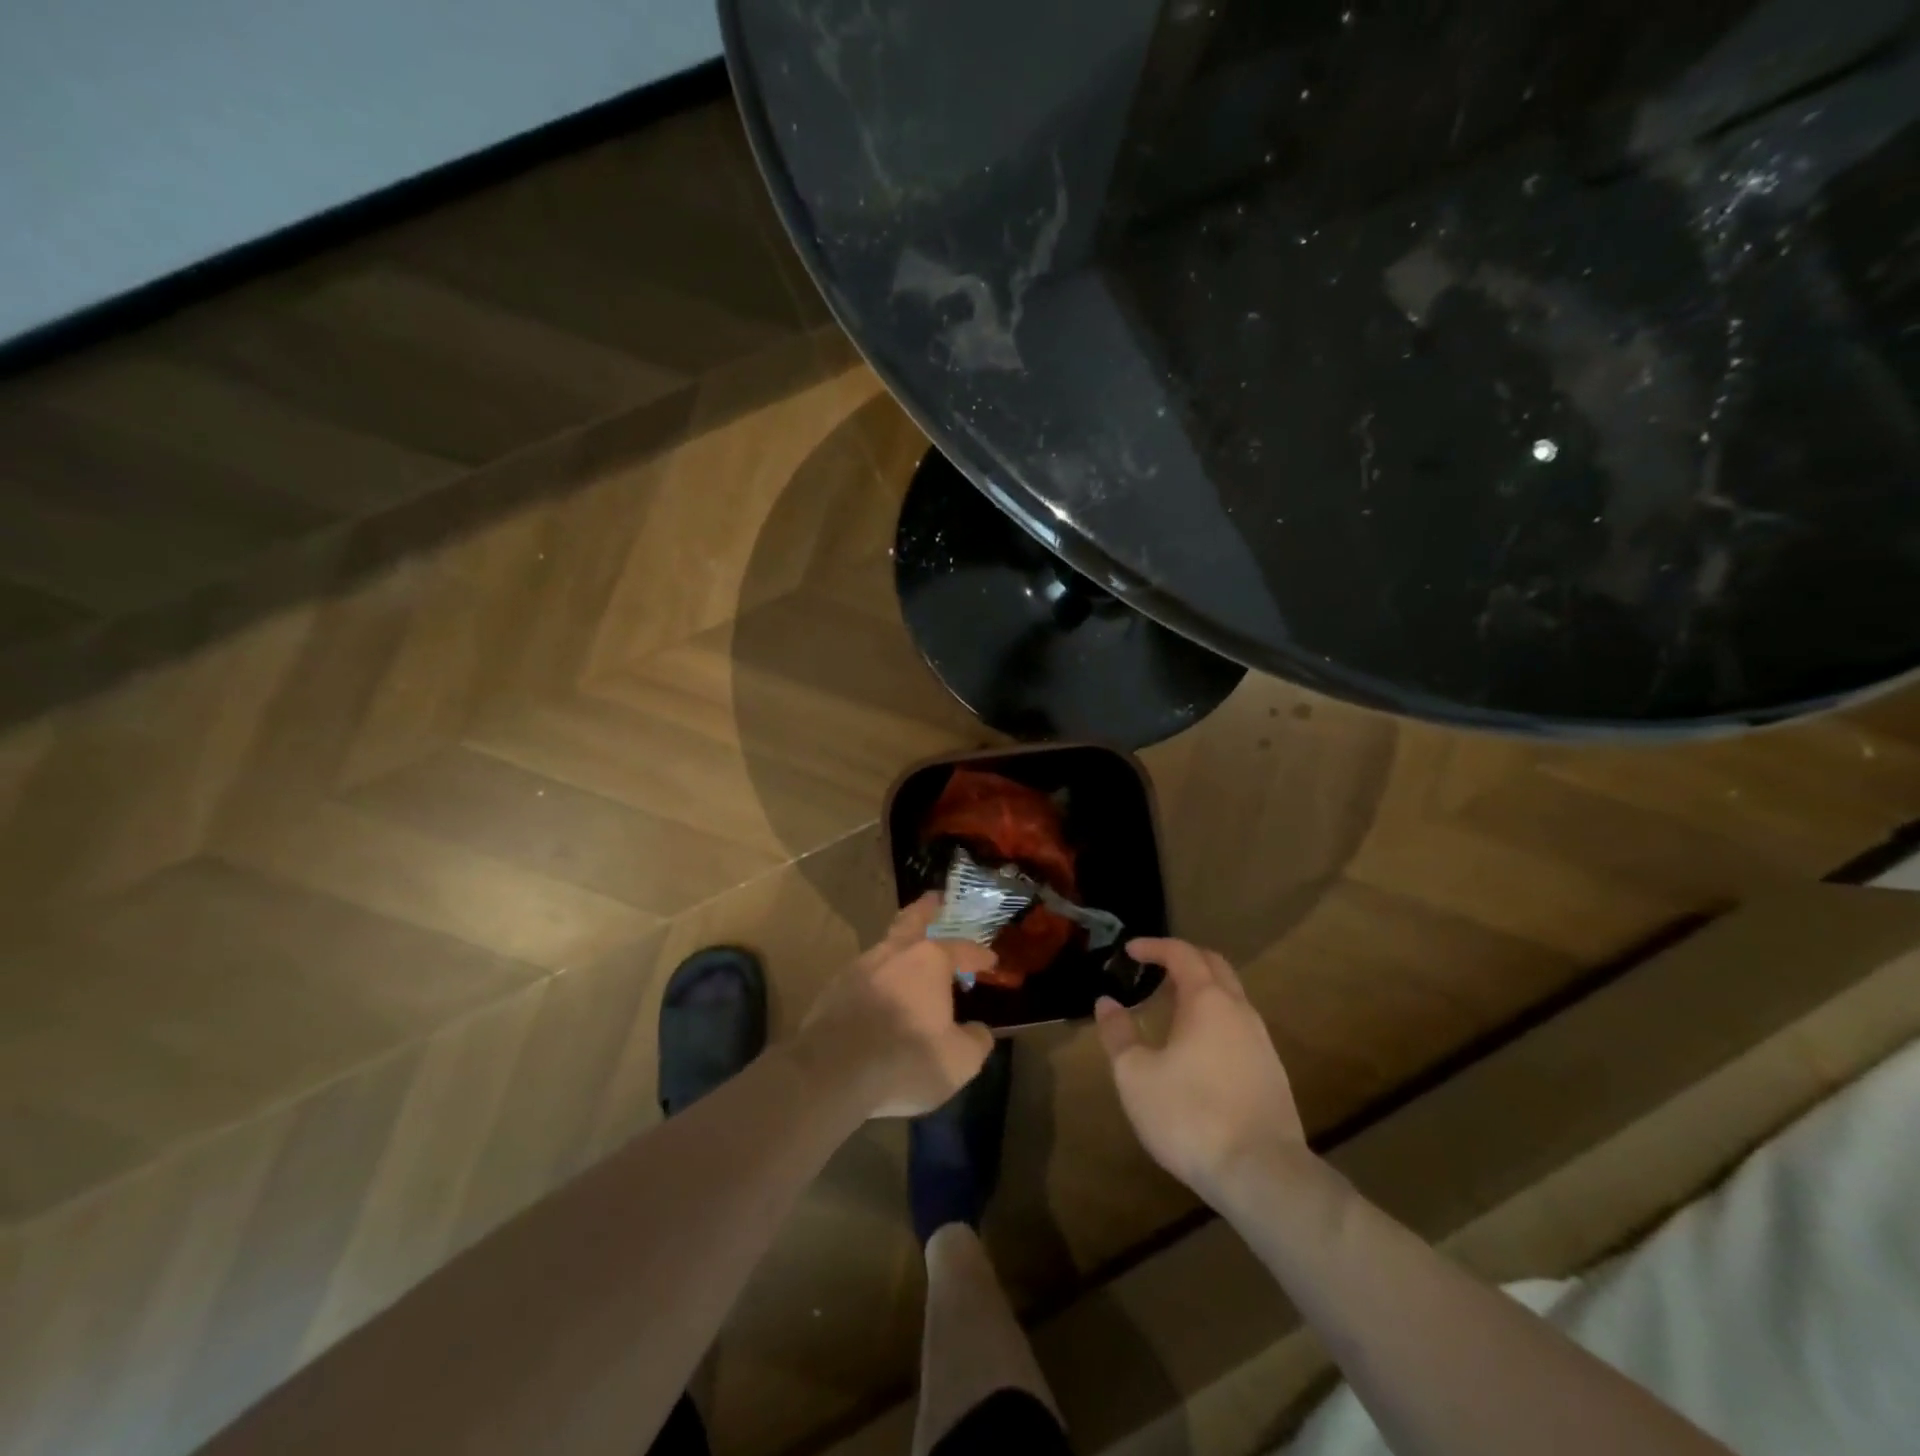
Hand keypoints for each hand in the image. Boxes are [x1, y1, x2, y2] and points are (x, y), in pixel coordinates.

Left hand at [795, 895, 997, 1119]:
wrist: (832, 1073)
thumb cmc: (905, 1060)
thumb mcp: (958, 1060)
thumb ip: (976, 1041)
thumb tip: (980, 1031)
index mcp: (929, 961)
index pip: (962, 949)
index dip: (979, 955)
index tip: (991, 960)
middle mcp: (894, 953)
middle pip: (913, 920)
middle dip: (927, 909)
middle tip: (935, 899)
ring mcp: (860, 968)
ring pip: (886, 947)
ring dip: (900, 947)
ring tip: (910, 958)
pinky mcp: (834, 989)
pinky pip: (865, 975)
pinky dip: (879, 978)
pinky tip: (881, 995)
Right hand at [1095, 939, 1306, 1206]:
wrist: (1262, 1174)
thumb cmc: (1190, 1115)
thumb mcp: (1136, 1075)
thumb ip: (1119, 1034)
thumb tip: (1106, 1003)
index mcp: (1207, 1001)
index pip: (1182, 953)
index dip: (1154, 946)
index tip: (1130, 951)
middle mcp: (1239, 1011)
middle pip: (1214, 966)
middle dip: (1184, 958)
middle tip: (1154, 968)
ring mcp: (1261, 1042)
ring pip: (1231, 997)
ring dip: (1201, 990)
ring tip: (1170, 1007)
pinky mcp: (1272, 1072)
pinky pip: (1240, 1026)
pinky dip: (1215, 1019)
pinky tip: (1198, 1048)